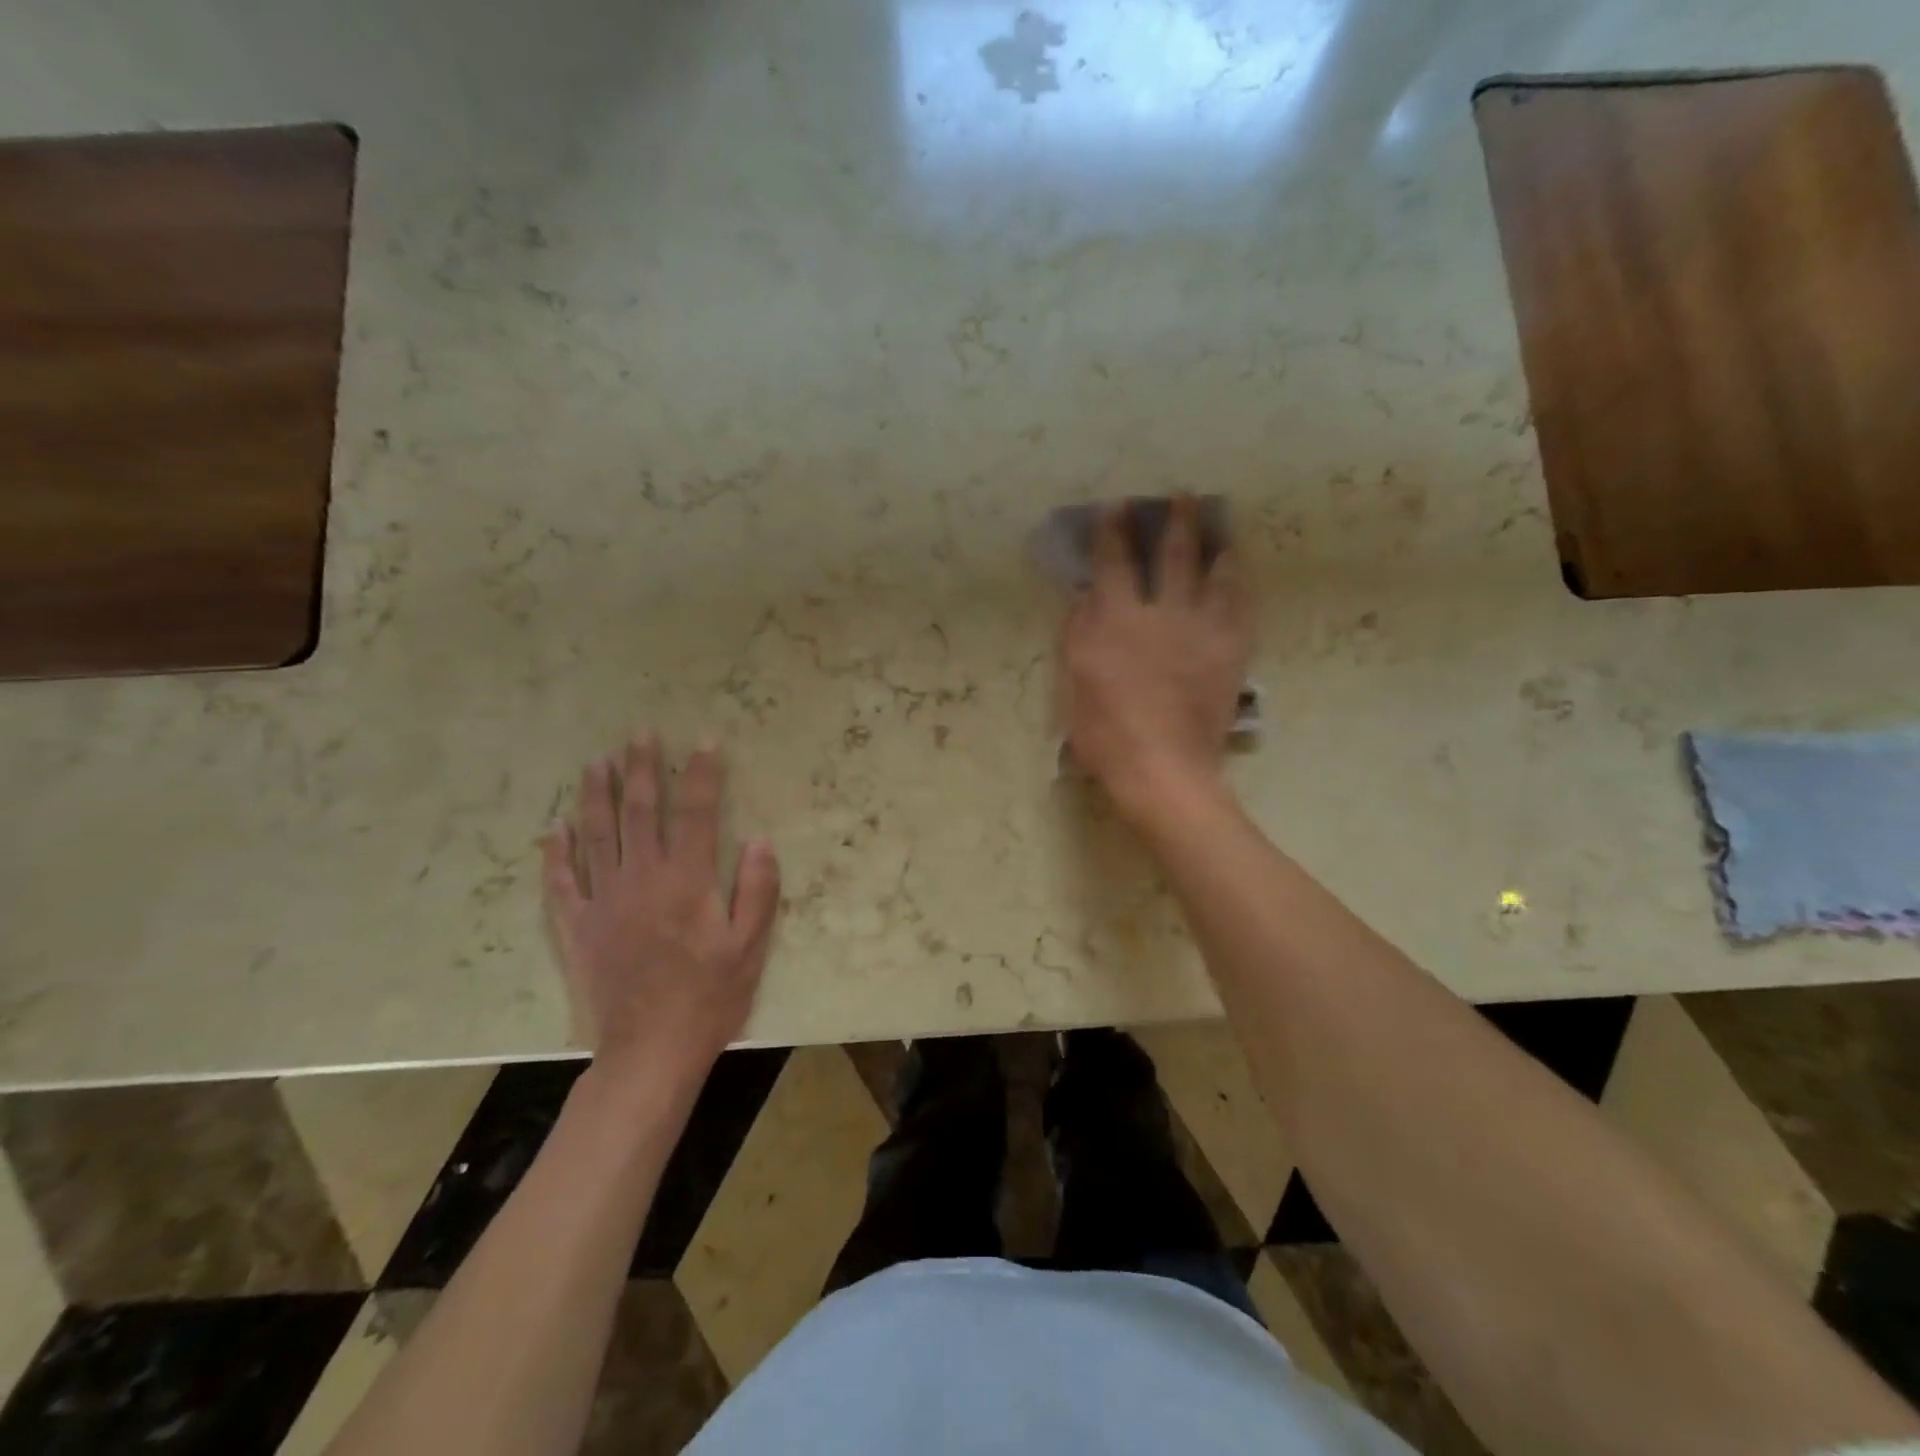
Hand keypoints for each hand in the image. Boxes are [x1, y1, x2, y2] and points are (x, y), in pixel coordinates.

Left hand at [541, 735, 780, 1084]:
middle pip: (640, 812)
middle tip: (638, 734)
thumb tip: (761, 839)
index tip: (703, 742)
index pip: (697, 813)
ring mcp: (604, 901)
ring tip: (597, 763)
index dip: (701, 774)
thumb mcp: (750, 947)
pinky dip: (556, 854)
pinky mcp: (578, 928)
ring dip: (596, 795)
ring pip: (596, 835)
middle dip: (642, 769)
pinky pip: (562, 883)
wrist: (650, 1051)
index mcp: (687, 881)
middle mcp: (642, 879)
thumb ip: (757, 890)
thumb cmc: (709, 997)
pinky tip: (554, 829)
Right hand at [1061, 496, 1249, 825]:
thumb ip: (1080, 632)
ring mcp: (1203, 630)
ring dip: (1215, 545)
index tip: (1117, 507)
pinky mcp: (1230, 652)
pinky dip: (1239, 585)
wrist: (1163, 768)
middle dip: (1176, 521)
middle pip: (1173, 555)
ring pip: (1215, 573)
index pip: (1115, 562)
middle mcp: (1163, 613)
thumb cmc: (1106, 732)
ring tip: (1220, 528)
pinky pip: (1240, 607)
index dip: (1113, 531)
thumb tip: (1086, 595)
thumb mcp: (1075, 682)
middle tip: (1182, 496)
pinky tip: (1238, 575)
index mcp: (1117, 620)